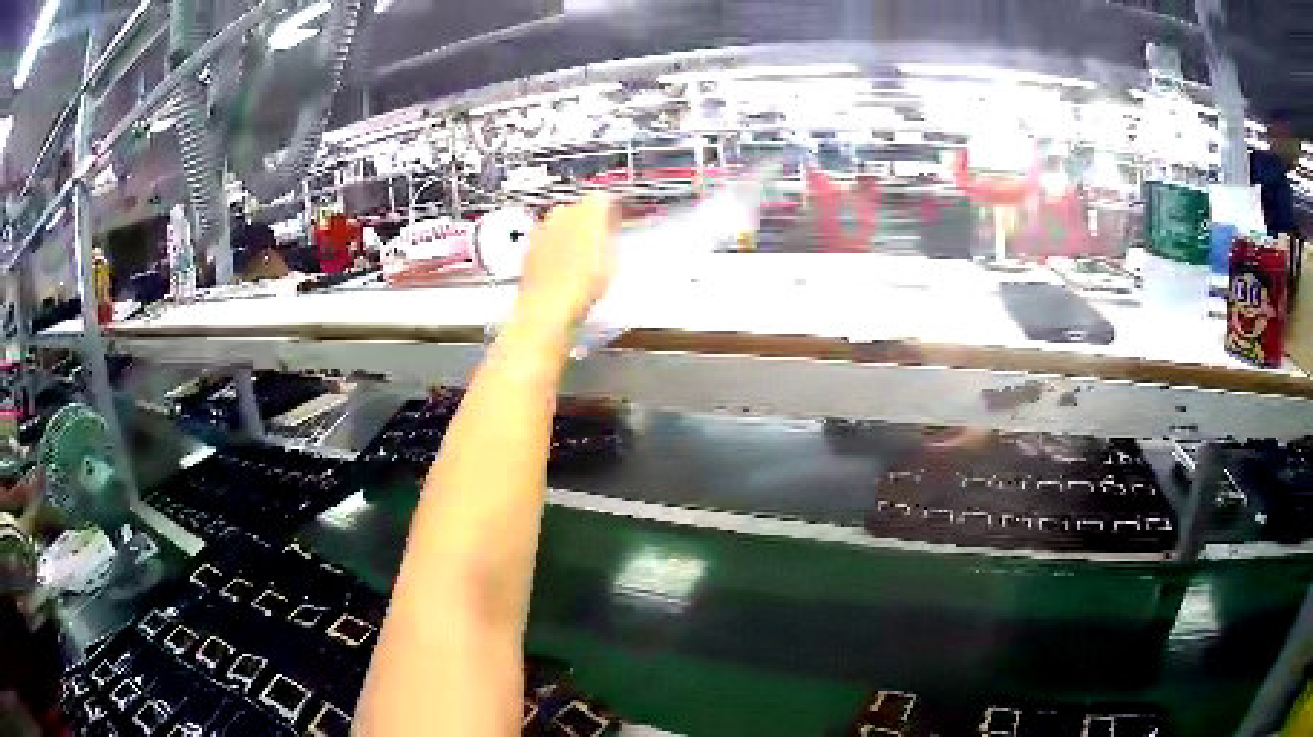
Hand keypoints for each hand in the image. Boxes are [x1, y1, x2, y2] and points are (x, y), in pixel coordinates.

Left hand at [514, 194, 617, 332]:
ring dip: (569, 233)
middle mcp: (562, 212)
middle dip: (587, 221)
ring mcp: (542, 228)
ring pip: (560, 223)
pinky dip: (553, 246)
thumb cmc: (585, 284)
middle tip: (597, 242)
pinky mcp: (529, 245)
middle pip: (578, 209)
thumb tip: (610, 224)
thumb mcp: (612, 259)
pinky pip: (546, 238)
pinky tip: (561, 267)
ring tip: (579, 257)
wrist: (548, 306)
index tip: (614, 223)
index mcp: (588, 210)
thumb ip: (611, 234)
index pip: (602, 199)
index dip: (609, 211)